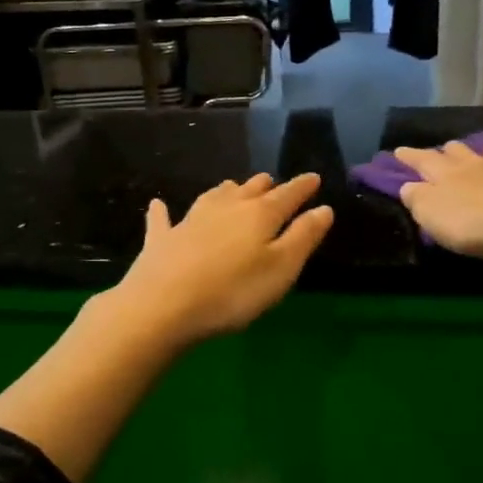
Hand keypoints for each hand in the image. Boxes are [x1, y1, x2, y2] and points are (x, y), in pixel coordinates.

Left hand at [108, 173, 333, 345]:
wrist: (162, 305)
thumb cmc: (233, 292)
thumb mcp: (281, 269)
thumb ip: (303, 237)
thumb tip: (323, 208)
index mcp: (259, 216)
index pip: (287, 195)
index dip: (302, 187)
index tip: (313, 178)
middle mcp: (226, 208)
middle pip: (250, 191)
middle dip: (265, 186)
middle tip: (273, 183)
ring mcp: (190, 220)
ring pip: (213, 197)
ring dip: (227, 191)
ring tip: (234, 187)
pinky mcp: (162, 239)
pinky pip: (163, 219)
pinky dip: (163, 211)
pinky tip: (159, 205)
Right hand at [394, 140, 482, 261]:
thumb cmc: (473, 224)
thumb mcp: (432, 215)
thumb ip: (418, 199)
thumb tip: (409, 186)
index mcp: (450, 173)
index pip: (424, 160)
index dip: (410, 156)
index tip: (398, 151)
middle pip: (463, 153)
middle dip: (451, 151)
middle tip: (446, 149)